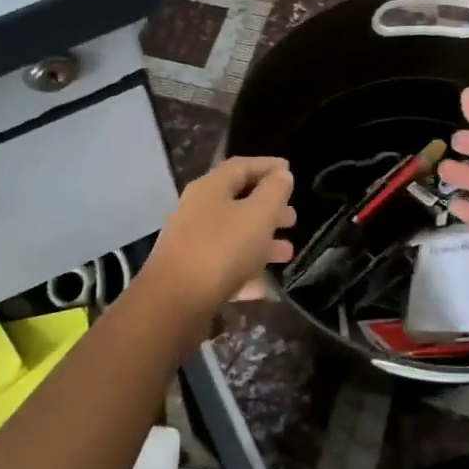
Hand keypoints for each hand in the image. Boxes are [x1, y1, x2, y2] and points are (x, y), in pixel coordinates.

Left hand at [143, 157, 296, 313]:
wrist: (175, 302)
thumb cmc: (222, 249)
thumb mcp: (258, 215)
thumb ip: (274, 192)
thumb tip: (281, 174)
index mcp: (210, 188)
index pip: (241, 166)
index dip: (268, 166)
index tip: (290, 171)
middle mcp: (196, 210)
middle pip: (237, 201)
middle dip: (268, 208)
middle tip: (292, 217)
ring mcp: (191, 243)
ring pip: (233, 235)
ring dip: (261, 241)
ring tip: (287, 252)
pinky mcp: (190, 274)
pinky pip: (224, 266)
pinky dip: (245, 271)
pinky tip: (265, 286)